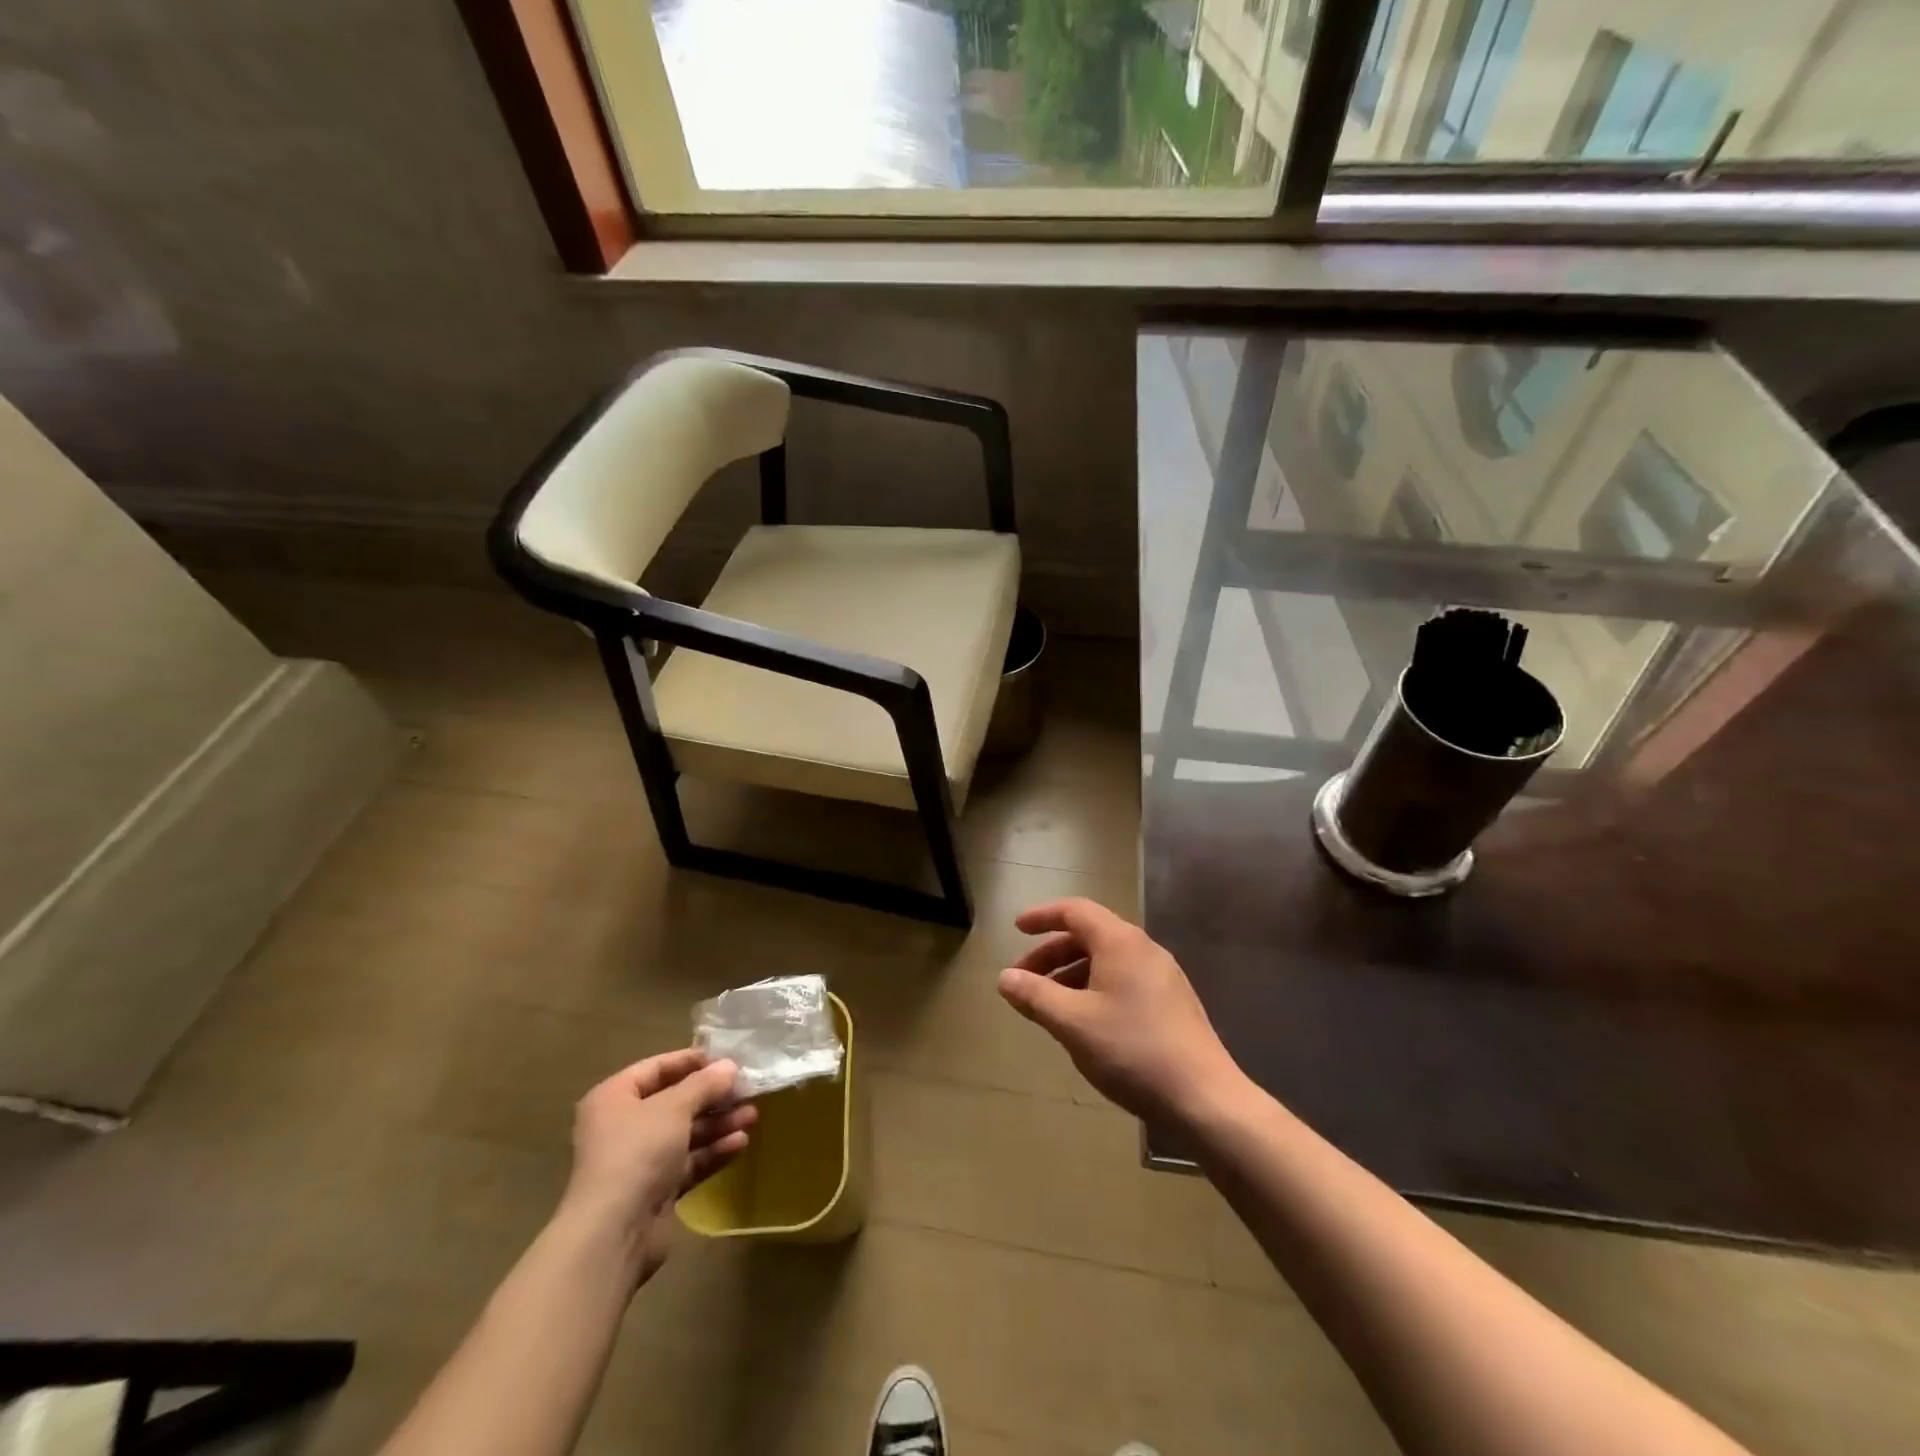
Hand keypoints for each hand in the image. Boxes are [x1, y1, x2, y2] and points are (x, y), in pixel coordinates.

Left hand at [560, 1049, 756, 1285]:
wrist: (613, 1233)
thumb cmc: (637, 1152)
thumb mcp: (675, 1107)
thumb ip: (704, 1084)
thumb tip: (729, 1066)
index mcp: (615, 1098)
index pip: (657, 1068)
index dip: (692, 1061)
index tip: (728, 1058)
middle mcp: (624, 1126)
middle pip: (675, 1101)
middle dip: (712, 1096)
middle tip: (747, 1089)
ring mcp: (640, 1160)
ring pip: (686, 1133)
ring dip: (718, 1124)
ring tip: (753, 1115)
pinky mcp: (655, 1190)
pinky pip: (688, 1162)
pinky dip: (713, 1151)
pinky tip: (741, 1143)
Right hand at [998, 898, 1243, 1123]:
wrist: (1205, 1098)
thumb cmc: (1132, 1051)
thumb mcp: (1073, 1023)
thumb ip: (1035, 996)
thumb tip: (1005, 977)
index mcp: (1120, 942)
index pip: (1075, 911)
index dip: (1042, 916)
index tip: (1016, 929)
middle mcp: (1144, 949)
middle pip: (1090, 935)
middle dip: (1052, 953)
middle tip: (1024, 979)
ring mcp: (1162, 976)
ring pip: (1107, 960)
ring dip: (1072, 974)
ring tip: (1048, 1005)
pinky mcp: (1172, 1003)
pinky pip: (1123, 980)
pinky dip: (1094, 988)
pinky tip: (1084, 1021)